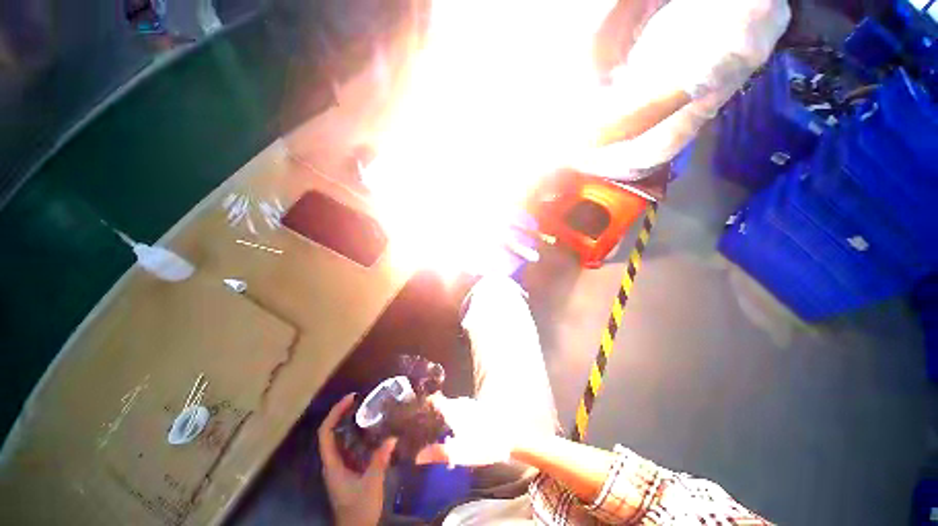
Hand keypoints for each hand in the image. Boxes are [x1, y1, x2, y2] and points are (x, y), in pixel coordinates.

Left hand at [318, 394, 396, 525]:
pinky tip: (370, 430)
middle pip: (330, 433)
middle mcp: (332, 463)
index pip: (325, 433)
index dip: (335, 413)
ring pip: (338, 439)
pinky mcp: (347, 470)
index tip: (350, 399)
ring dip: (348, 422)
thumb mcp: (371, 484)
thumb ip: (380, 460)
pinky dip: (356, 434)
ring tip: (365, 409)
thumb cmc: (359, 508)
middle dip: (341, 414)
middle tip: (359, 400)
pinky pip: (348, 446)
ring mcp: (339, 467)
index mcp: (332, 465)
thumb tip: (393, 437)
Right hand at [416, 394, 529, 466]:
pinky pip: (457, 410)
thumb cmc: (484, 444)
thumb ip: (439, 453)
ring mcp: (468, 405)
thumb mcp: (461, 453)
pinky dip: (450, 418)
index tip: (411, 416)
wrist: (510, 436)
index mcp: (453, 409)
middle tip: (418, 428)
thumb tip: (418, 457)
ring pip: (448, 407)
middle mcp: (459, 403)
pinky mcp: (475, 409)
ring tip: (431, 431)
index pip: (433, 401)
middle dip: (429, 415)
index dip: (421, 407)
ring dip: (440, 417)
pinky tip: (450, 431)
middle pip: (439, 404)